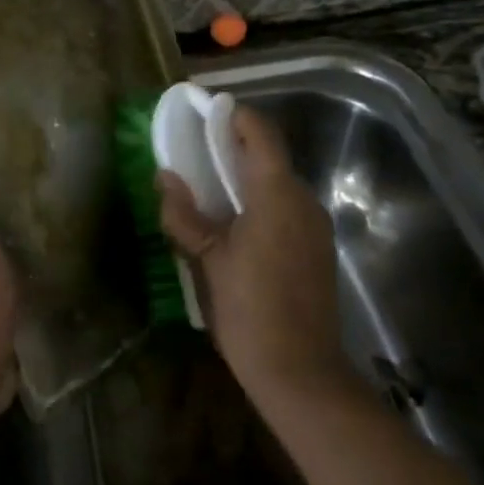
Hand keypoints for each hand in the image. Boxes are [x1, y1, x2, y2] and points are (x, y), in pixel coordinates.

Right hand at [157, 105, 349, 402]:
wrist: (300, 372)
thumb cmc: (248, 310)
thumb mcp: (206, 261)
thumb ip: (184, 215)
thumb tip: (165, 178)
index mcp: (277, 195)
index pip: (260, 134)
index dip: (234, 116)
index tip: (204, 112)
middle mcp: (304, 201)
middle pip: (270, 157)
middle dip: (234, 148)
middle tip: (195, 153)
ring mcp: (316, 227)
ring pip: (279, 185)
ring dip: (247, 178)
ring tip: (209, 190)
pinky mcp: (318, 250)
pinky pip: (287, 210)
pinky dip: (260, 203)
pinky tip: (235, 226)